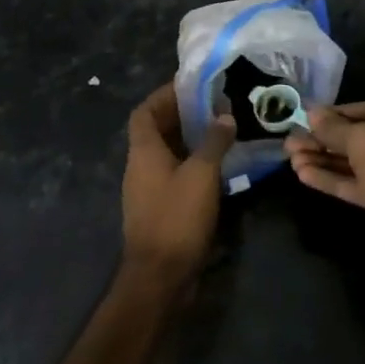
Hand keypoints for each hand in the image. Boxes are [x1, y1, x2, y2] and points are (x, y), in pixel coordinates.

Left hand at [122, 84, 233, 292]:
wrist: (159, 277)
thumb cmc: (177, 217)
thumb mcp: (201, 174)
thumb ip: (213, 142)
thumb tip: (224, 116)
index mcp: (143, 151)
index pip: (144, 112)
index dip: (162, 96)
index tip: (189, 86)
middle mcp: (140, 166)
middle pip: (155, 130)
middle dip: (181, 115)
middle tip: (212, 106)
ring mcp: (147, 190)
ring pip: (166, 154)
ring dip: (188, 140)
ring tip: (219, 131)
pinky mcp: (158, 209)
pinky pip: (173, 175)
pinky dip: (191, 164)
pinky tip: (216, 167)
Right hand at [285, 101, 364, 271]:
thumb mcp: (362, 138)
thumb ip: (334, 127)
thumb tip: (312, 113)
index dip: (334, 114)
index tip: (305, 117)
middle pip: (360, 138)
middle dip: (324, 140)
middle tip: (291, 142)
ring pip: (356, 163)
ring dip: (324, 160)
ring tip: (291, 158)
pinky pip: (358, 185)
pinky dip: (333, 179)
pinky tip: (303, 174)